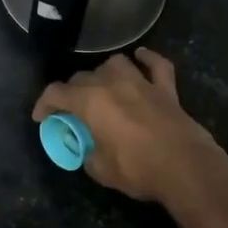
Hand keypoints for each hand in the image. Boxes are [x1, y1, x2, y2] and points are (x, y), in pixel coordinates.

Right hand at [31, 48, 227, 204]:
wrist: (185, 167)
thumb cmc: (138, 169)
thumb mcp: (100, 169)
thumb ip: (88, 154)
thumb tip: (90, 151)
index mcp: (90, 101)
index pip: (56, 93)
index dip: (44, 104)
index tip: (42, 118)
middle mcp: (111, 83)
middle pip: (82, 78)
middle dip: (72, 93)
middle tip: (72, 112)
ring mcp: (141, 82)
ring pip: (115, 64)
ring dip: (104, 73)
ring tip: (103, 87)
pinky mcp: (166, 89)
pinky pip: (156, 65)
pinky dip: (147, 59)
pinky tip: (141, 57)